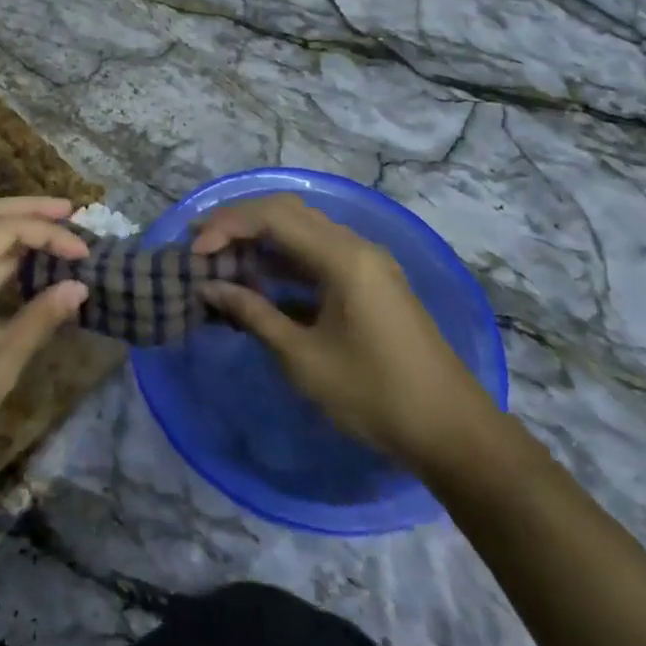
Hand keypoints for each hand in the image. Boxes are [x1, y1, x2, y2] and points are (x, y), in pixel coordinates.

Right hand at [194, 194, 496, 474]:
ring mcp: (367, 264)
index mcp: (343, 257)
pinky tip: (259, 282)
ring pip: (303, 232)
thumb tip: (209, 287)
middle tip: (200, 242)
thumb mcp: (303, 357)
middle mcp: (356, 247)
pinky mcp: (370, 284)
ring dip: (261, 241)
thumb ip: (253, 314)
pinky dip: (284, 261)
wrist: (452, 432)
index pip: (273, 217)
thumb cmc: (374, 394)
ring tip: (220, 260)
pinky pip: (318, 256)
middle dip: (240, 223)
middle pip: (288, 213)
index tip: (193, 252)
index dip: (227, 227)